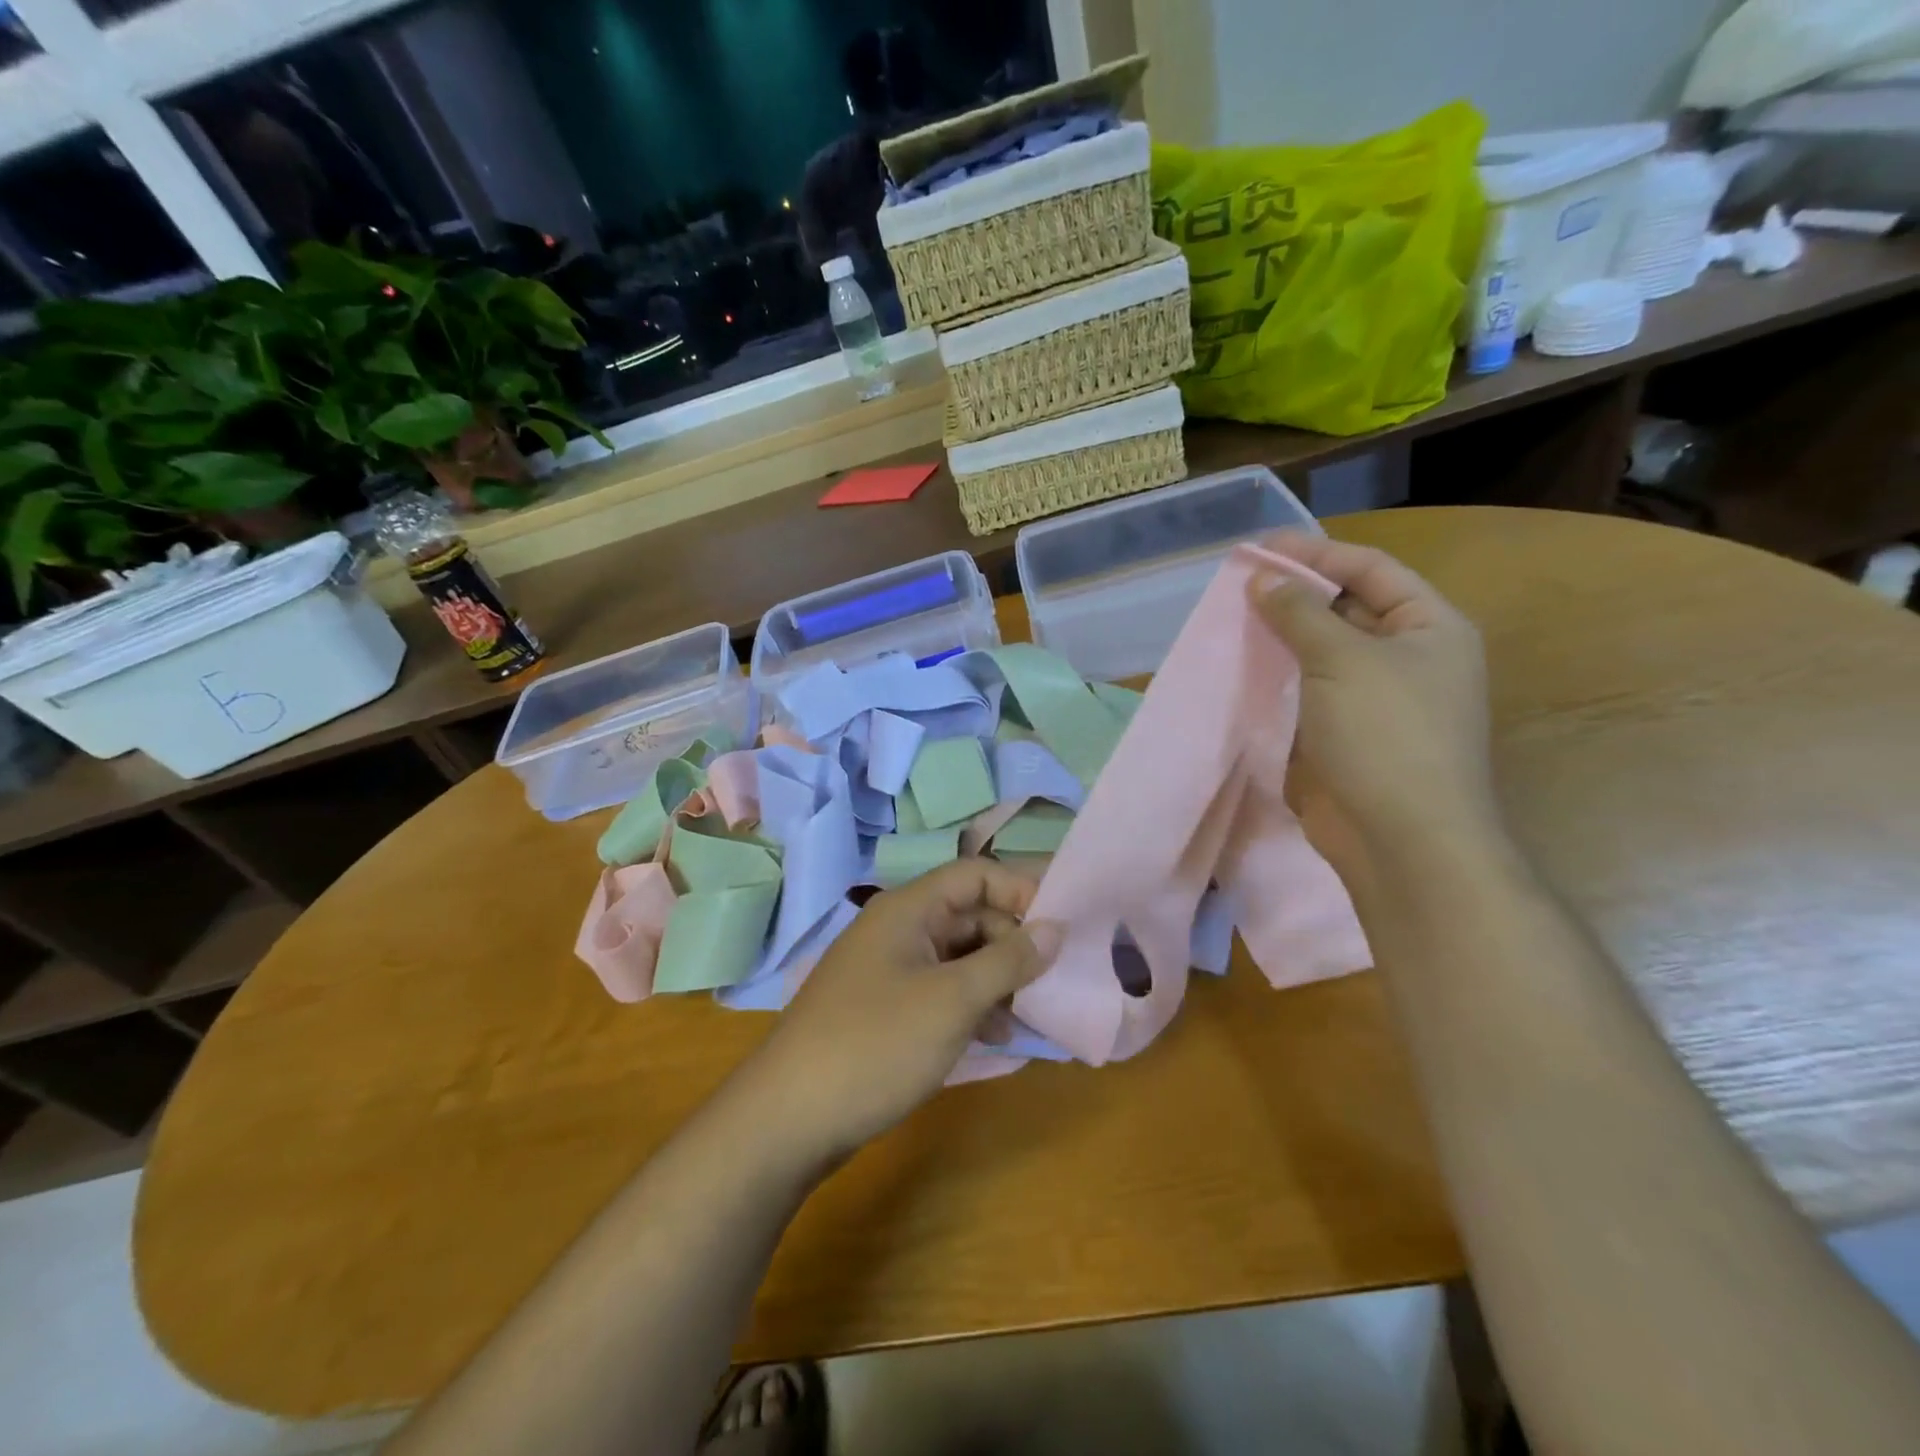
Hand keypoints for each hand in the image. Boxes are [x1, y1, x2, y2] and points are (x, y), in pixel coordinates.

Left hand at [744, 859, 1063, 1168]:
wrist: (788, 1120)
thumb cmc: (875, 1045)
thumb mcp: (952, 1001)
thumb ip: (1008, 960)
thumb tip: (1055, 927)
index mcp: (908, 909)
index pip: (976, 874)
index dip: (1021, 890)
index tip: (1064, 924)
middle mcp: (898, 929)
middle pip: (970, 915)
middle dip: (1013, 943)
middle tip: (1051, 980)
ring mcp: (889, 970)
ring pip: (959, 956)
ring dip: (996, 979)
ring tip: (1027, 1016)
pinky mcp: (886, 1008)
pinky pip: (941, 989)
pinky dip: (971, 1005)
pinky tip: (994, 1037)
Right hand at [1250, 533, 1498, 868]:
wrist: (1401, 839)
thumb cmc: (1385, 734)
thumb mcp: (1341, 659)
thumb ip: (1299, 613)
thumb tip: (1262, 578)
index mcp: (1429, 627)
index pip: (1371, 570)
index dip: (1316, 554)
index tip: (1258, 550)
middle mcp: (1407, 658)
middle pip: (1345, 609)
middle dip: (1292, 597)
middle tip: (1236, 588)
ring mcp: (1374, 701)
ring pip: (1319, 655)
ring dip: (1278, 640)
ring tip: (1229, 624)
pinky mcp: (1343, 737)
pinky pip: (1305, 695)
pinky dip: (1275, 681)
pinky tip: (1238, 672)